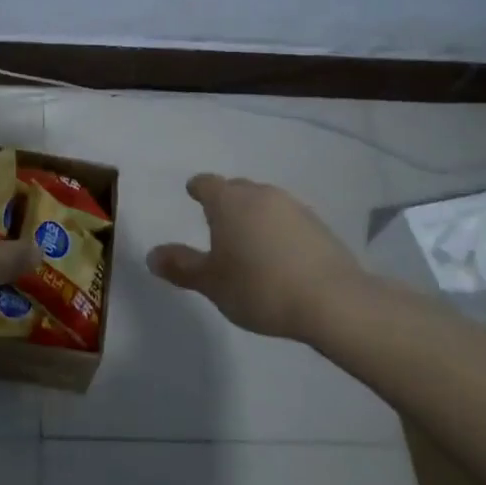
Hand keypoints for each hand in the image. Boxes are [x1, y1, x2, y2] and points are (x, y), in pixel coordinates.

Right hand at [148, 174, 364, 339]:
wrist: (333, 301)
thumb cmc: (260, 287)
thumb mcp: (212, 283)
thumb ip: (181, 267)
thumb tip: (152, 255)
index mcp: (229, 201)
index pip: (206, 183)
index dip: (197, 189)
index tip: (193, 194)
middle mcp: (261, 194)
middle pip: (236, 189)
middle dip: (225, 201)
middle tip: (217, 223)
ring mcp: (293, 207)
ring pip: (264, 203)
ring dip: (253, 216)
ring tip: (248, 242)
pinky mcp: (319, 225)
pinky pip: (287, 219)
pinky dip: (277, 230)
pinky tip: (278, 255)